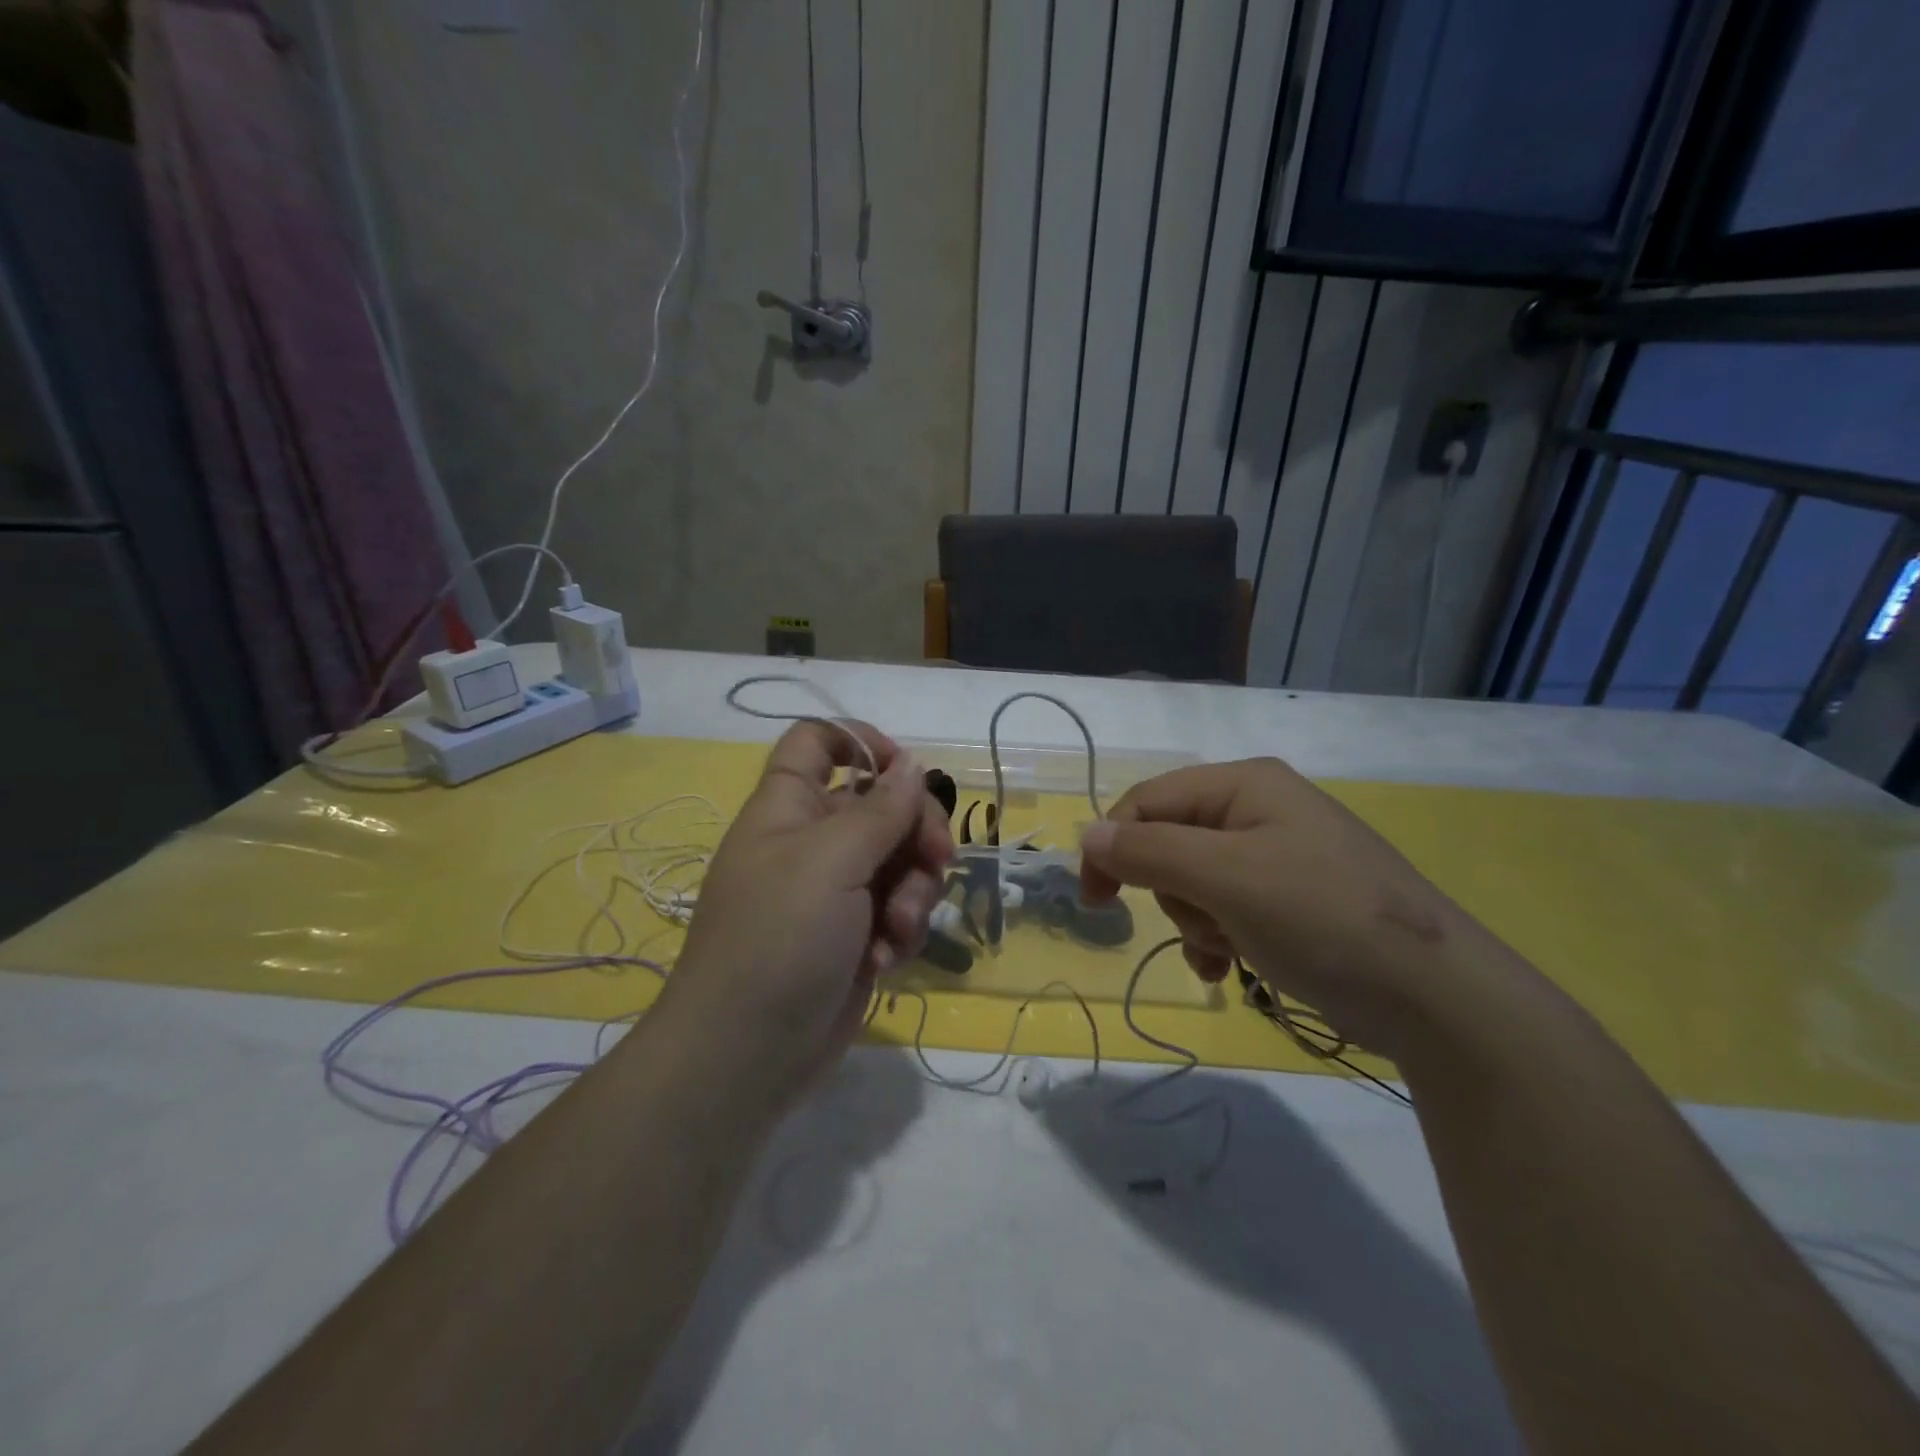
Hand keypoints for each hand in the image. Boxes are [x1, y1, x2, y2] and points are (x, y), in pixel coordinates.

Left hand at [665, 721, 952, 1103]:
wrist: (747, 1055)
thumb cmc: (779, 938)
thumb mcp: (832, 861)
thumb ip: (881, 809)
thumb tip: (912, 764)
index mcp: (791, 806)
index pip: (819, 742)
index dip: (863, 742)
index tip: (907, 771)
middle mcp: (814, 841)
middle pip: (884, 805)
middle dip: (917, 833)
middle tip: (937, 860)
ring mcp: (837, 891)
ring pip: (903, 861)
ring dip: (913, 893)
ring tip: (894, 932)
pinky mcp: (857, 935)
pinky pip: (899, 910)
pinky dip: (900, 933)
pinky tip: (883, 963)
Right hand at [1078, 758, 1495, 1060]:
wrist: (1436, 997)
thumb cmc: (1322, 917)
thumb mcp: (1226, 878)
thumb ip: (1150, 852)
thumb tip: (1088, 835)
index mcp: (1245, 785)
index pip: (1148, 801)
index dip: (1113, 845)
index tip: (1096, 901)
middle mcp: (1259, 810)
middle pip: (1171, 843)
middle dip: (1174, 892)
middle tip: (1205, 922)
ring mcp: (1277, 856)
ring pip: (1194, 882)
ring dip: (1197, 922)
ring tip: (1229, 949)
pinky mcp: (1291, 899)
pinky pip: (1224, 908)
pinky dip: (1217, 938)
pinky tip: (1230, 968)